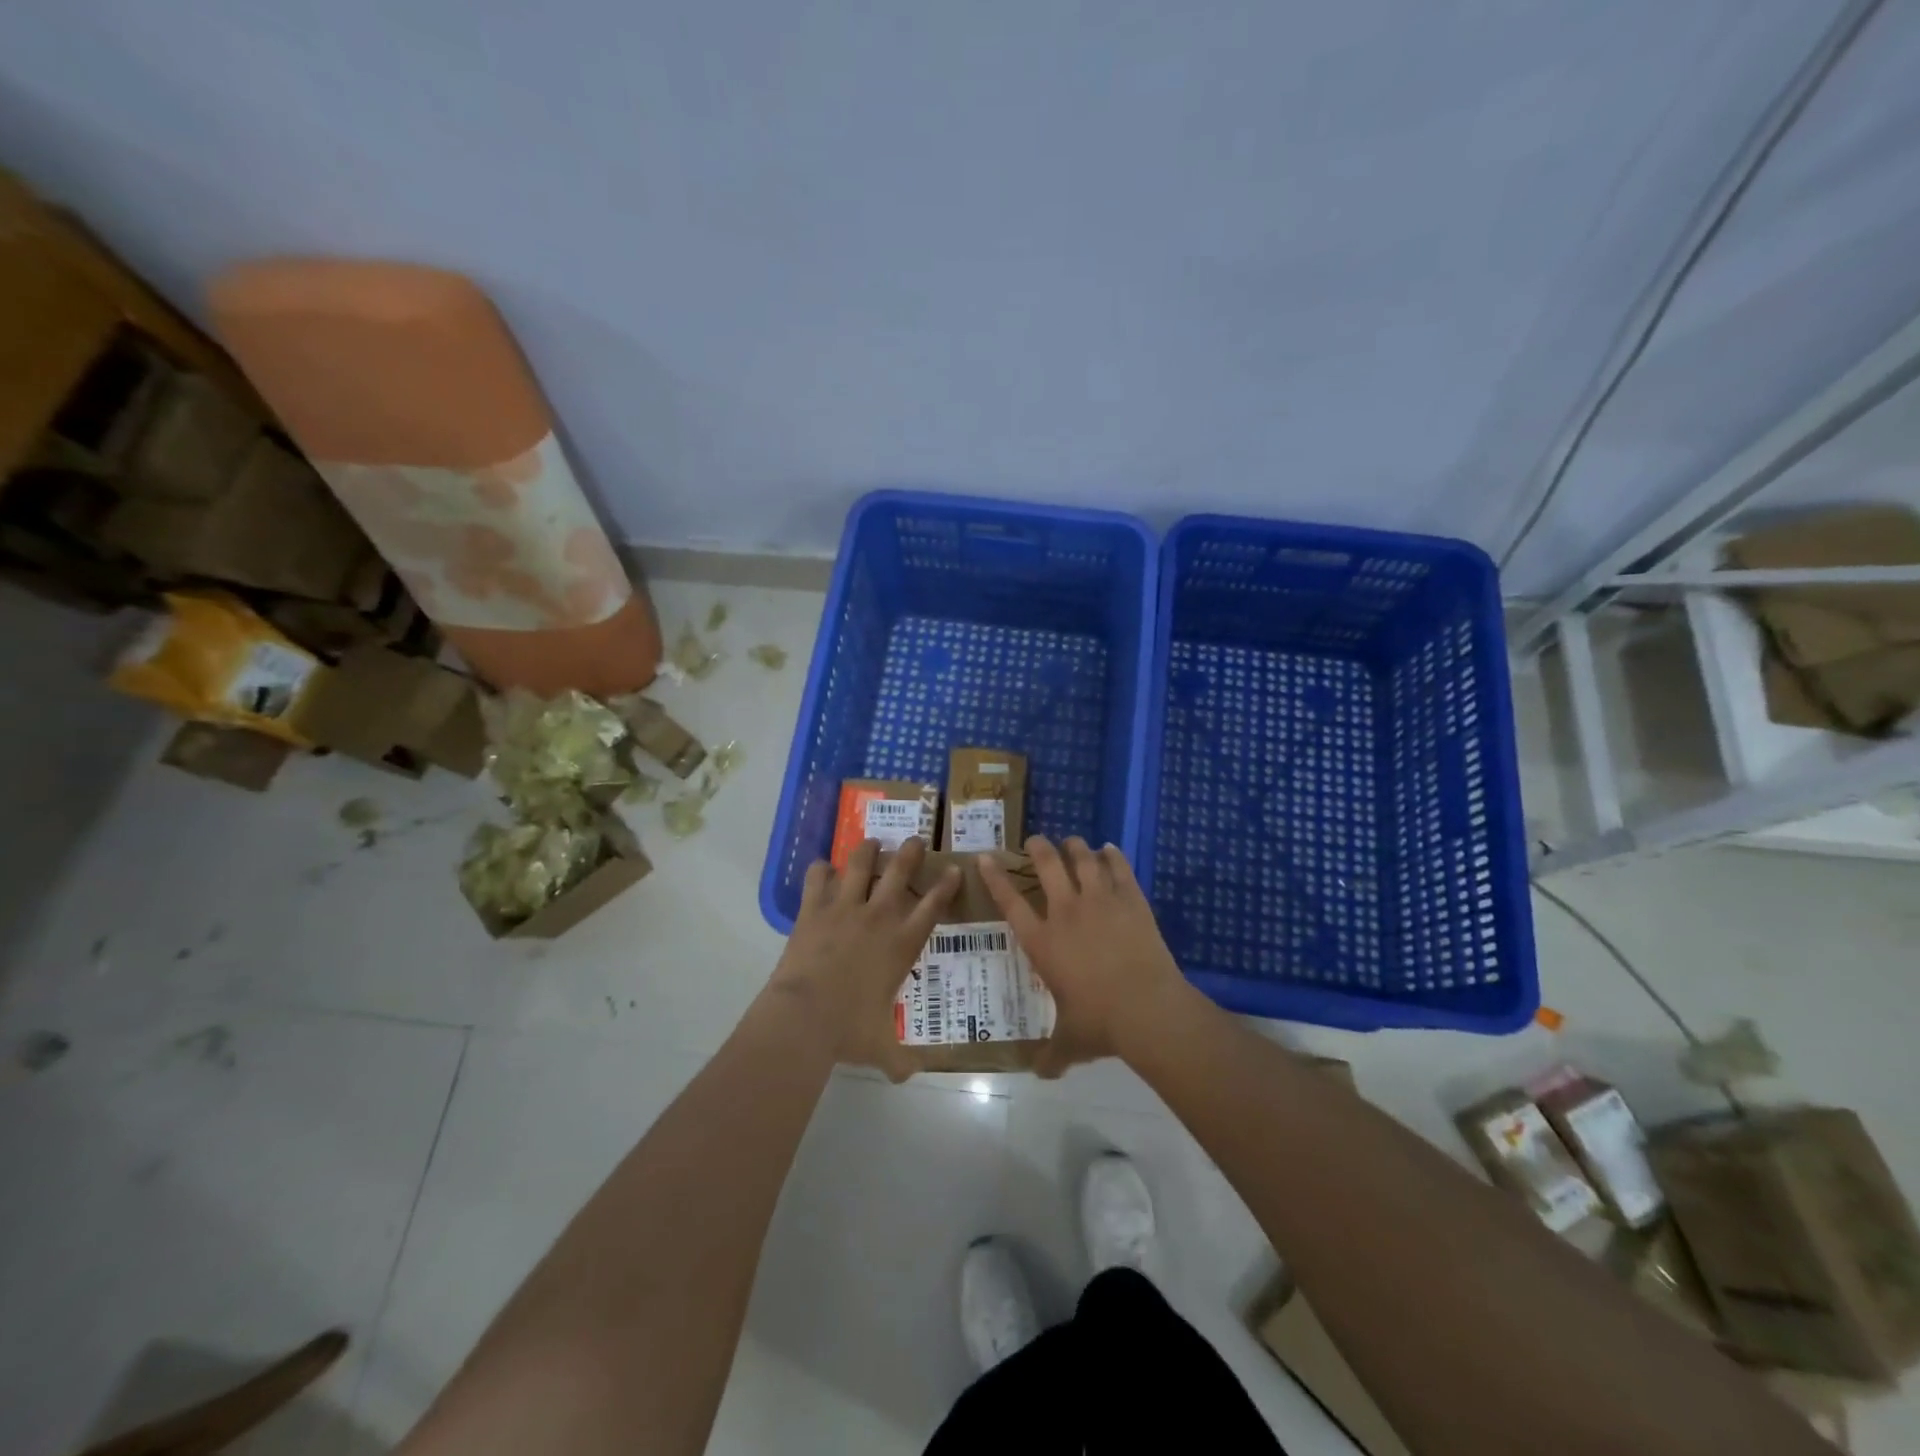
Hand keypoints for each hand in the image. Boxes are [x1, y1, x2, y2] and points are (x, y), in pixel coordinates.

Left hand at [768, 836, 959, 1079]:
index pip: (933, 907)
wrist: (805, 1017)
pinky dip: (820, 869)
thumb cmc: (849, 1030)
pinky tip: (821, 867)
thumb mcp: (880, 1048)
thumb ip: (898, 1060)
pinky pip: (817, 877)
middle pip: (900, 872)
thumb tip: (907, 1076)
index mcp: (902, 944)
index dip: (946, 885)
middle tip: (914, 840)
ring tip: (871, 842)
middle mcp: (879, 917)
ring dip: (867, 850)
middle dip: (910, 852)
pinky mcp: (814, 909)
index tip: (953, 869)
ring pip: (860, 863)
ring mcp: (845, 908)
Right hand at [979, 835, 1192, 1074]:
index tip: (985, 857)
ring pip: (1083, 860)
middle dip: (1038, 848)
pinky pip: (1119, 868)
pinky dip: (1112, 856)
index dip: (995, 877)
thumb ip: (1052, 1055)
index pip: (1010, 902)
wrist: (1148, 1009)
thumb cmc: (1100, 1023)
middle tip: (1035, 841)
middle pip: (1047, 866)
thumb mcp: (1070, 1042)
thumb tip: (1040, 1075)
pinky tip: (1109, 850)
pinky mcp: (1131, 900)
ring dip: (1075, 847)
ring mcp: (1100, 902)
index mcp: (1043, 942)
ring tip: (1072, 842)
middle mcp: (1066, 913)